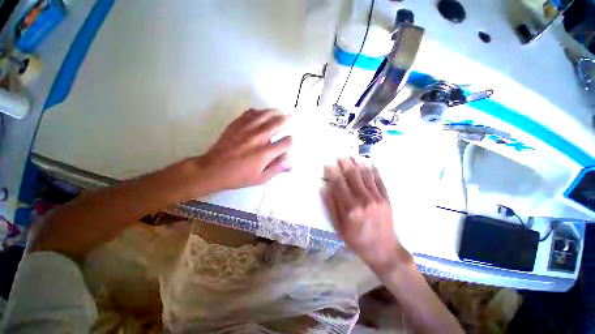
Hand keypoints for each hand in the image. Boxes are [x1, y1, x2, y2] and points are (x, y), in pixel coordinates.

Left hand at [197, 109, 292, 190]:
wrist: (214, 169)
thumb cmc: (239, 176)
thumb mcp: (261, 178)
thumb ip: (278, 168)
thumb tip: (291, 161)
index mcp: (265, 152)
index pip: (286, 142)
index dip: (291, 141)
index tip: (290, 142)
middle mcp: (259, 137)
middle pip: (278, 123)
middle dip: (288, 120)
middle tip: (292, 117)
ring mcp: (247, 128)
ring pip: (266, 114)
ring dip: (276, 112)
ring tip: (281, 111)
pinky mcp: (237, 124)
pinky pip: (251, 112)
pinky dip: (260, 111)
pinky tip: (262, 113)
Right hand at [323, 157, 405, 273]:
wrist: (384, 250)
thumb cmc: (357, 240)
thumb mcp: (339, 227)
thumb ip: (331, 207)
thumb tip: (324, 189)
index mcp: (350, 208)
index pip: (338, 184)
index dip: (332, 172)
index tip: (328, 164)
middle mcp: (364, 199)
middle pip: (353, 176)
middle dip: (345, 164)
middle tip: (340, 156)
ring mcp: (377, 198)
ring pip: (366, 175)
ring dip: (359, 163)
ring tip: (353, 155)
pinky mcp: (386, 199)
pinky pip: (379, 181)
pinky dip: (375, 170)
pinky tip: (370, 163)